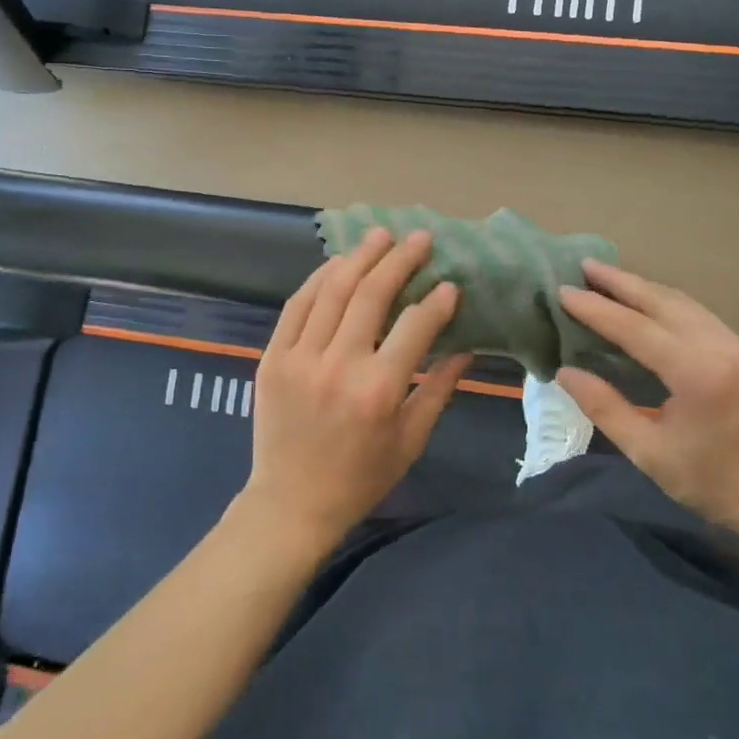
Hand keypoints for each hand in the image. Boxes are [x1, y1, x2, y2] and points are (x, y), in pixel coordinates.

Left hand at [244, 228, 473, 550]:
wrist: (291, 502)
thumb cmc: (360, 477)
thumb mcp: (410, 440)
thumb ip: (438, 389)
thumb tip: (466, 347)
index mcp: (378, 390)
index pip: (414, 327)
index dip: (437, 302)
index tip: (450, 285)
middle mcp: (338, 366)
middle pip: (370, 295)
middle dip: (399, 260)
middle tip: (419, 239)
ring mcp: (300, 358)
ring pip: (331, 291)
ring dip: (359, 258)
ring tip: (380, 236)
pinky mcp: (273, 357)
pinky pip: (297, 305)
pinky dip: (318, 279)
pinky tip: (338, 263)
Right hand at [556, 260, 738, 552]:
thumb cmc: (712, 484)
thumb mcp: (648, 452)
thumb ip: (604, 407)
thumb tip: (564, 371)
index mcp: (698, 374)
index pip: (636, 329)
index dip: (596, 309)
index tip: (563, 291)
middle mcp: (721, 347)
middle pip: (662, 302)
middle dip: (620, 282)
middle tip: (583, 266)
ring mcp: (737, 345)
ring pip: (681, 302)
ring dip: (642, 287)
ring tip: (606, 277)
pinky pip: (696, 313)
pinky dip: (663, 302)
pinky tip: (643, 301)